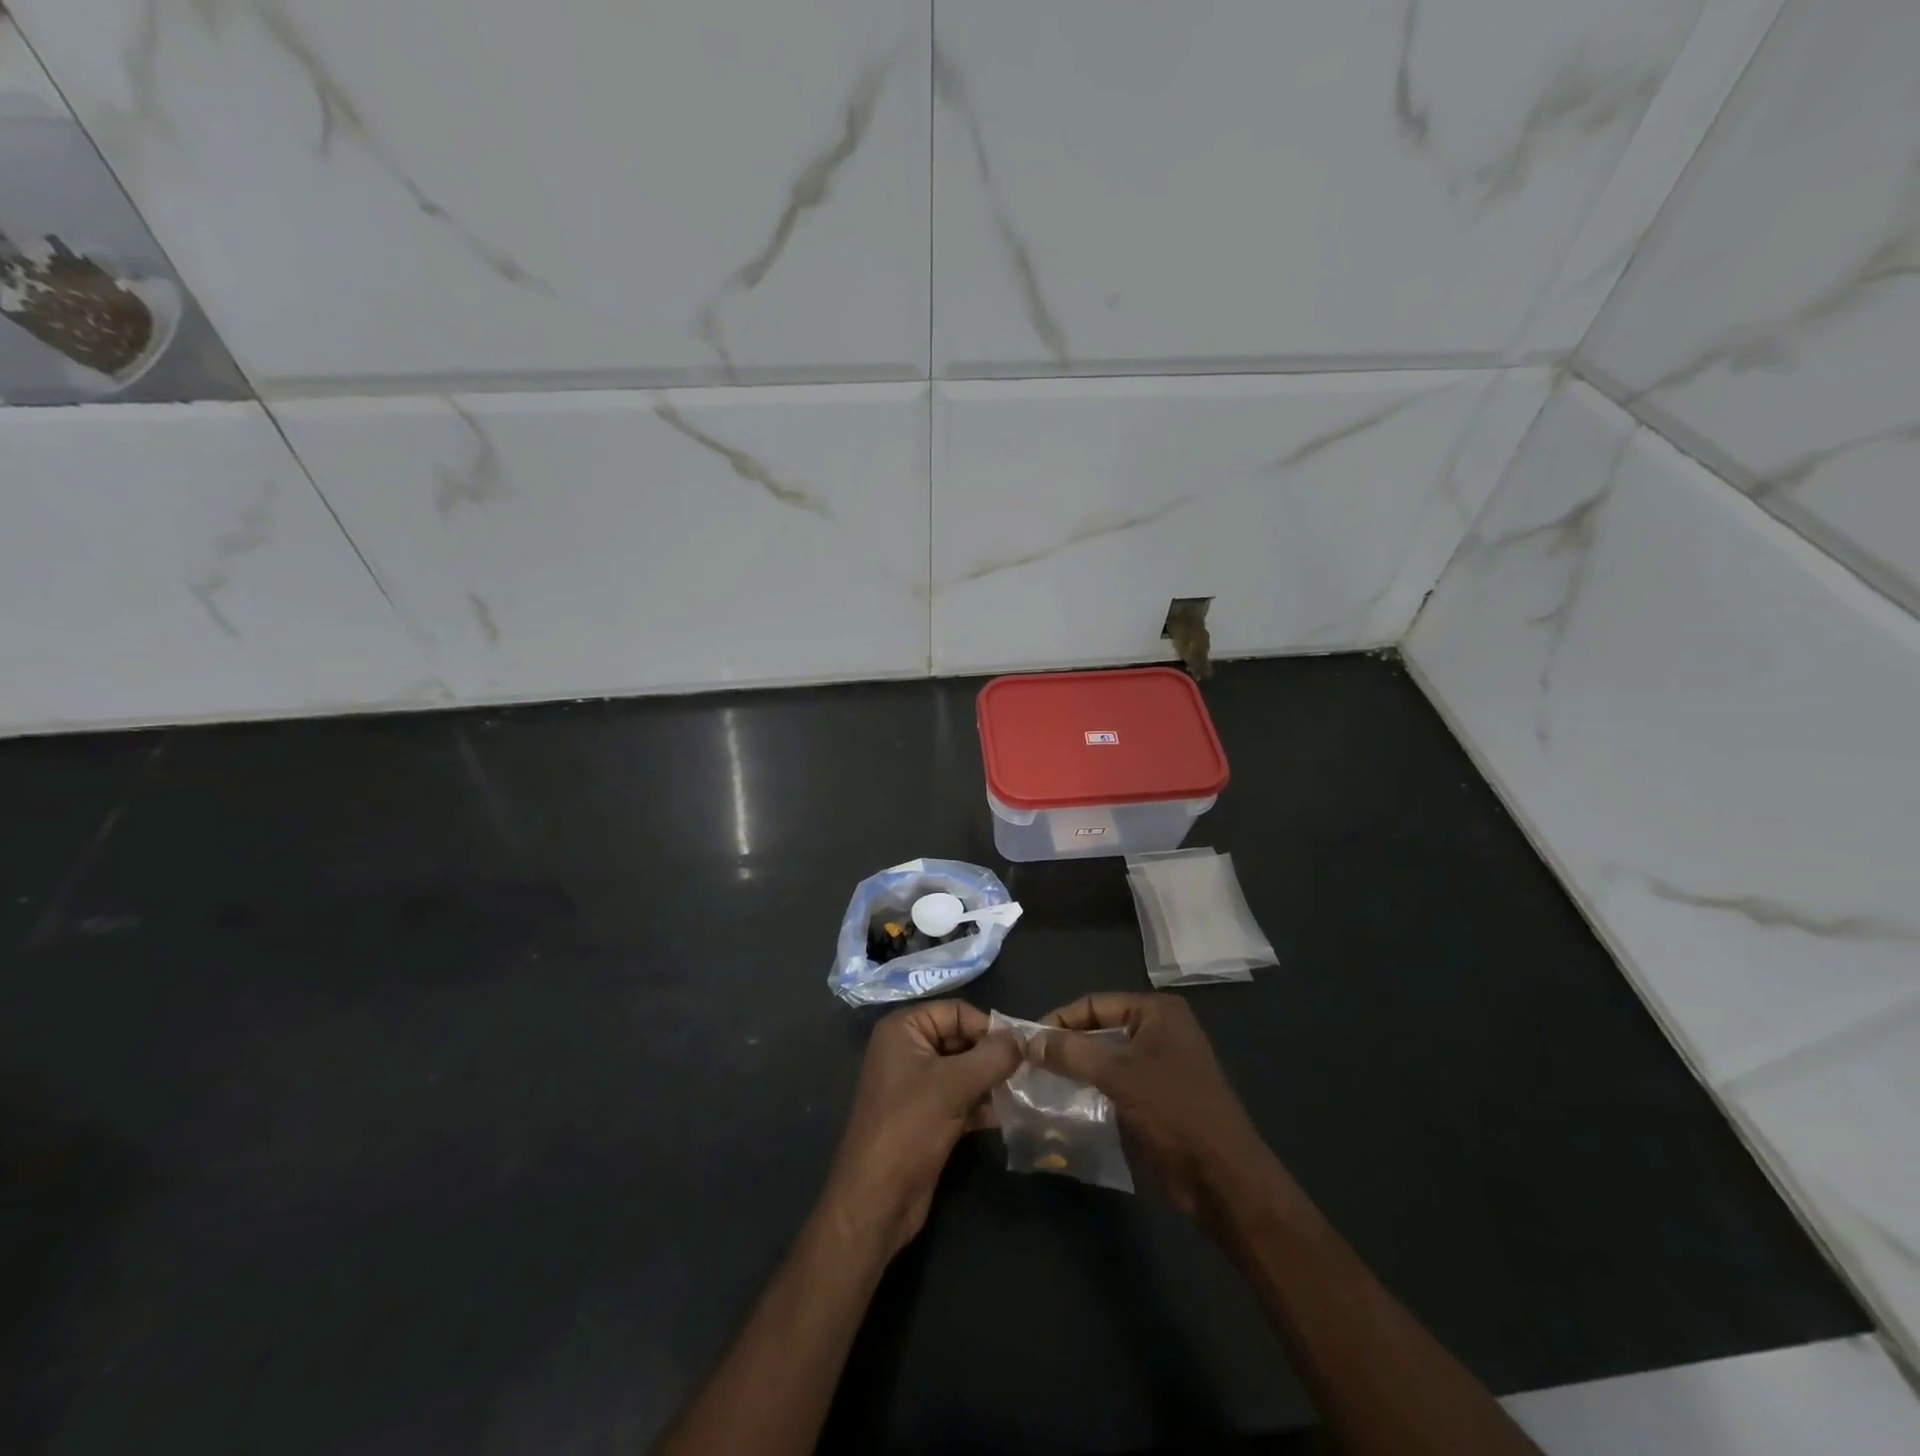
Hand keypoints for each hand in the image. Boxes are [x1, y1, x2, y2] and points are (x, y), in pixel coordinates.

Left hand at [821, 1000, 1020, 1257]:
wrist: (877, 1200)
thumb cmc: (909, 1127)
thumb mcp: (954, 1085)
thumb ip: (993, 1057)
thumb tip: (1024, 1038)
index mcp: (903, 1029)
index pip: (956, 1012)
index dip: (988, 1027)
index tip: (1021, 1049)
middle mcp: (907, 1050)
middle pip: (961, 1039)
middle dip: (992, 1056)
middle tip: (1027, 1072)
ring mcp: (916, 1084)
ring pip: (964, 1070)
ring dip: (991, 1081)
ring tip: (1022, 1092)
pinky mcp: (926, 1115)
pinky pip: (961, 1097)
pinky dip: (982, 1103)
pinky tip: (1007, 1115)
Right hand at [1032, 993, 1281, 1229]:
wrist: (1223, 1179)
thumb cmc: (1173, 1111)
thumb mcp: (1117, 1074)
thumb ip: (1070, 1052)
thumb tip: (1028, 1040)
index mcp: (1156, 1011)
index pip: (1093, 1003)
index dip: (1058, 1020)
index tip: (1025, 1042)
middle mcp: (1160, 1029)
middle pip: (1098, 1028)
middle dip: (1066, 1045)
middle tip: (1028, 1063)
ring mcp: (1160, 1064)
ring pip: (1105, 1057)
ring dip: (1076, 1068)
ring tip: (1041, 1083)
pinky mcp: (1158, 1096)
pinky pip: (1116, 1082)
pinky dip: (1092, 1088)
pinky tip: (1066, 1102)